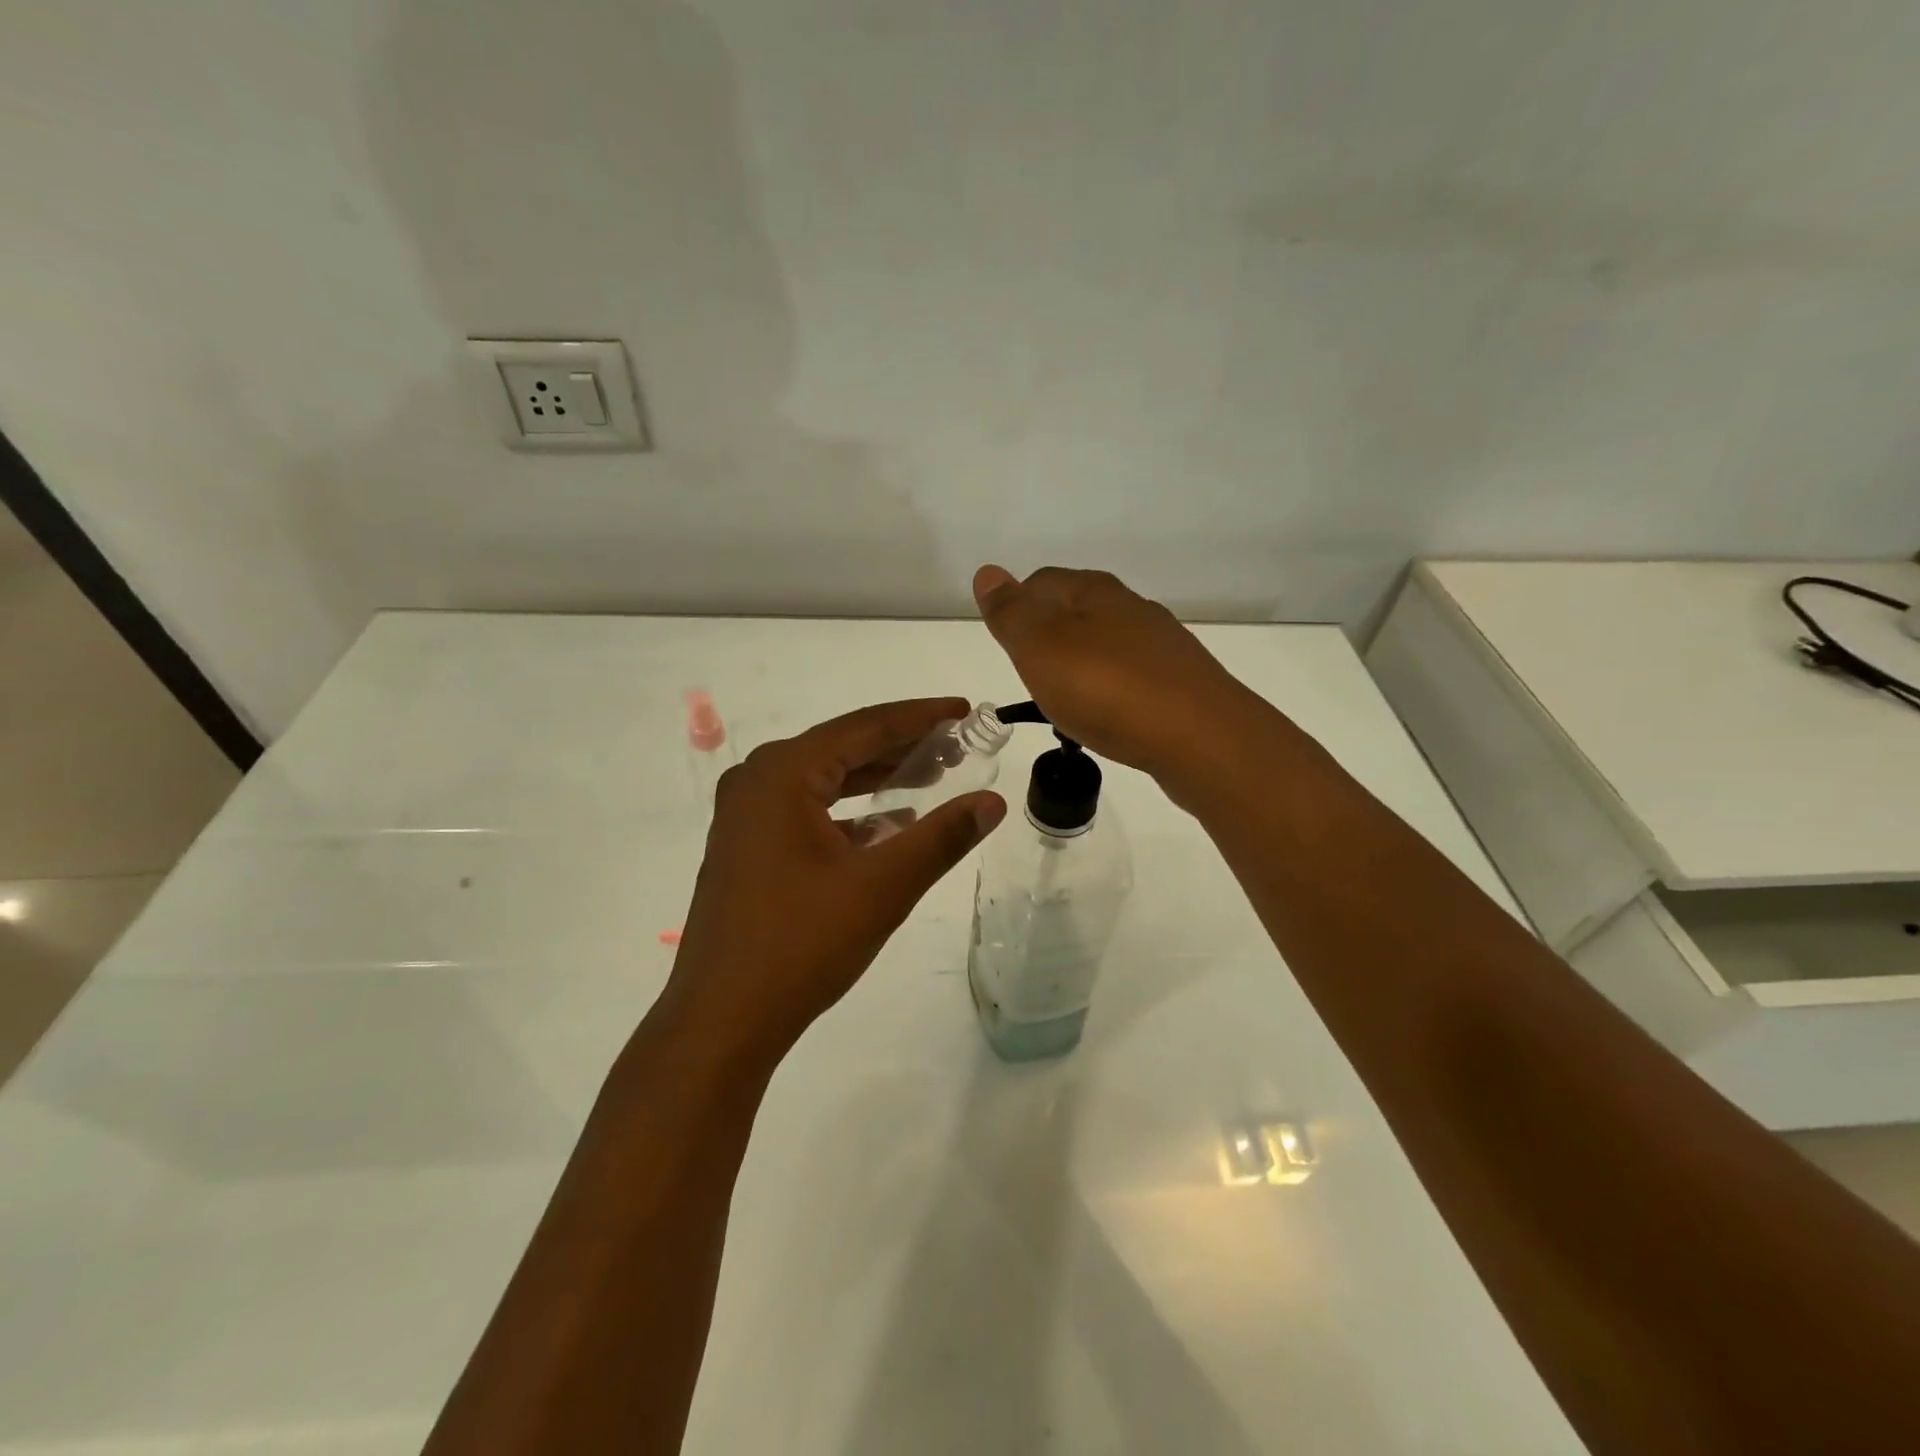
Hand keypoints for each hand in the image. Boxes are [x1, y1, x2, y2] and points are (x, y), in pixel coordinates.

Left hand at [658, 699, 1005, 1071]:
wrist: (722, 1020)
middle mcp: (757, 780)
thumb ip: (943, 837)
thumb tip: (994, 801)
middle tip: (957, 747)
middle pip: (843, 747)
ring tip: (932, 776)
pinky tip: (888, 824)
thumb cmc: (802, 943)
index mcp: (783, 773)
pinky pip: (808, 810)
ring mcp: (746, 815)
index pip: (865, 727)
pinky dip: (850, 811)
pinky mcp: (746, 847)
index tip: (963, 709)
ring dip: (877, 777)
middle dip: (902, 747)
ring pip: (825, 779)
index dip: (920, 717)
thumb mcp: (883, 886)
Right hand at [973, 565, 1253, 783]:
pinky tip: (1107, 718)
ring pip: (1105, 645)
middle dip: (1048, 639)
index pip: (1041, 582)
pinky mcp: (1180, 683)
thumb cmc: (1107, 690)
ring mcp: (1161, 646)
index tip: (1006, 647)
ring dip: (1080, 666)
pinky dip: (1110, 691)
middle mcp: (1131, 608)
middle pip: (1075, 612)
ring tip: (1065, 703)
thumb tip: (988, 572)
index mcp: (1094, 592)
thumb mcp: (1041, 649)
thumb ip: (1011, 613)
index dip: (1016, 608)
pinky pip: (1130, 678)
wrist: (1201, 739)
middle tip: (1029, 677)